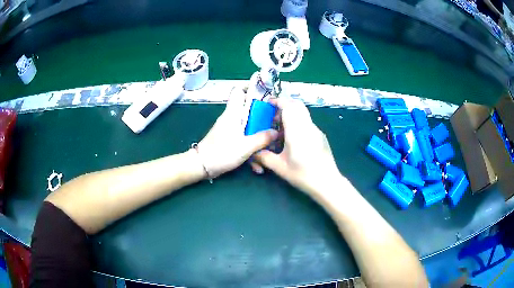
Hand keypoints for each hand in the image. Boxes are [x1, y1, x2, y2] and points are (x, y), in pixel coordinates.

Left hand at [196, 87, 277, 177]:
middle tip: (274, 123)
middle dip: (261, 115)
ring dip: (257, 134)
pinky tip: (257, 163)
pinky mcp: (228, 138)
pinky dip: (250, 145)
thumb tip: (276, 132)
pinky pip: (242, 137)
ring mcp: (229, 128)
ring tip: (269, 144)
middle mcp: (231, 117)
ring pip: (247, 125)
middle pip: (247, 109)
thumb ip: (262, 139)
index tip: (265, 97)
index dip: (251, 89)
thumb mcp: (245, 147)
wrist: (202, 166)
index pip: (238, 91)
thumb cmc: (222, 153)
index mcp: (233, 113)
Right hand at [254, 96, 342, 194]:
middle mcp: (308, 126)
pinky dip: (298, 124)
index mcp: (297, 131)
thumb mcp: (279, 167)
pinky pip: (307, 123)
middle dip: (284, 106)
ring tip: (281, 131)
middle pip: (297, 106)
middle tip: (273, 117)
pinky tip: (294, 140)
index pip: (289, 106)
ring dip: (291, 116)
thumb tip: (254, 152)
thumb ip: (264, 157)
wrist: (327, 182)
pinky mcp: (321, 136)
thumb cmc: (302, 174)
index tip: (269, 104)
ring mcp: (316, 131)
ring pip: (303, 114)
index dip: (278, 101)